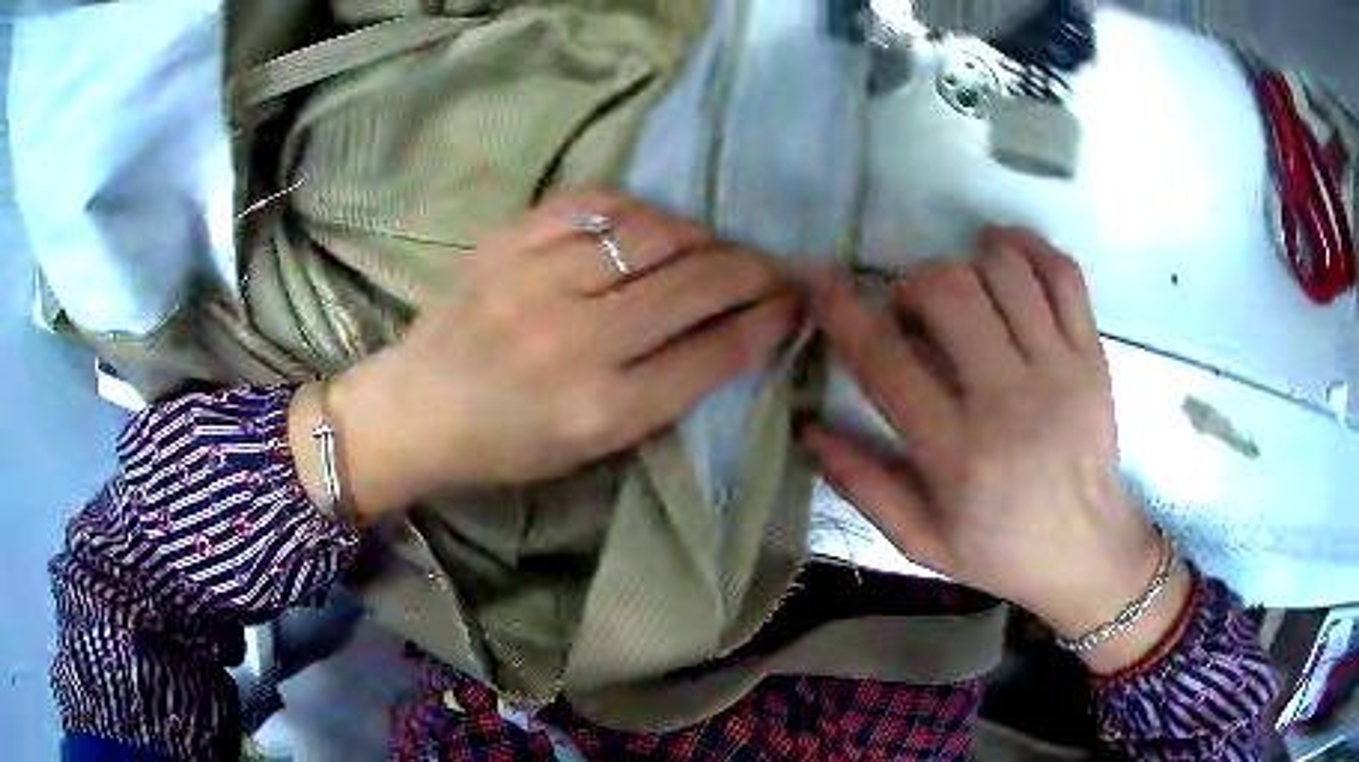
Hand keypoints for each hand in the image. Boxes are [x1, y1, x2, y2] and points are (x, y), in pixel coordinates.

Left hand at [292, 188, 797, 520]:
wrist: (415, 408)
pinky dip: (637, 208)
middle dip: (753, 271)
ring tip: (712, 248)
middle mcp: (575, 339)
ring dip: (701, 236)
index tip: (794, 303)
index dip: (767, 322)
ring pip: (654, 232)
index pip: (712, 352)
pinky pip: (594, 202)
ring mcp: (536, 280)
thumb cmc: (506, 444)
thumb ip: (665, 393)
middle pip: (695, 284)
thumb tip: (732, 333)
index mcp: (600, 409)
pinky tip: (649, 223)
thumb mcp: (593, 447)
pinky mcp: (508, 241)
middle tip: (774, 267)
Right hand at [804, 227, 1190, 672]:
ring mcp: (1061, 371)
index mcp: (959, 455)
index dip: (843, 312)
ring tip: (957, 289)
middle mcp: (1012, 401)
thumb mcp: (921, 541)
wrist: (1088, 553)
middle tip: (909, 311)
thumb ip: (863, 484)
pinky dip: (1027, 247)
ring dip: (964, 263)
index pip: (887, 361)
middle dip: (912, 284)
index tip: (820, 283)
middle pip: (950, 293)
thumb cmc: (1001, 552)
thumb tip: (808, 428)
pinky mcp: (1093, 356)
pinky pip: (1062, 274)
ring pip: (1003, 272)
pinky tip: (1002, 253)